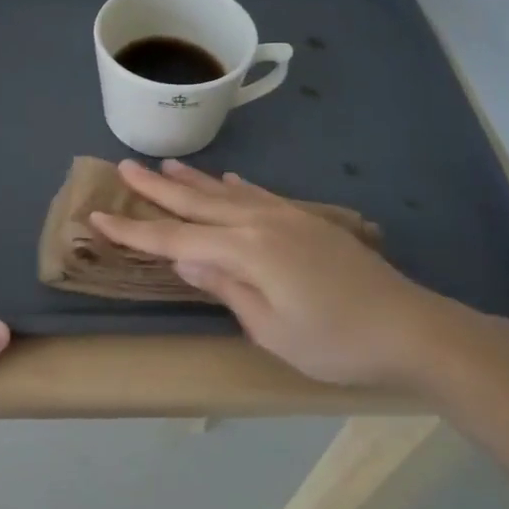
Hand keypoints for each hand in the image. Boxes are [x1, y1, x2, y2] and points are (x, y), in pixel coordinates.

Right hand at [90, 158, 477, 389]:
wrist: (411, 329)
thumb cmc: (335, 342)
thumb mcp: (271, 328)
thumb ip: (225, 287)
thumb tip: (183, 256)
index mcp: (245, 250)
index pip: (175, 236)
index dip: (134, 229)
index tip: (97, 215)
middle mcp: (260, 222)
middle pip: (196, 202)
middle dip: (156, 188)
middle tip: (123, 167)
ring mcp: (286, 217)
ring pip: (226, 192)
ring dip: (192, 180)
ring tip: (164, 165)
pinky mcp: (306, 221)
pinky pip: (259, 195)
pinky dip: (236, 186)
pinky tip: (228, 180)